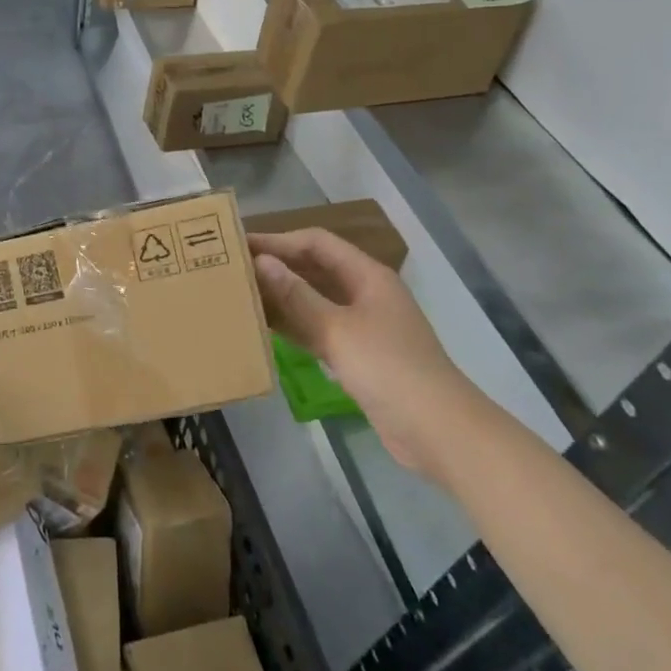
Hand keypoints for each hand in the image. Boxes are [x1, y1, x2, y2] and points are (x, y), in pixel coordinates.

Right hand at [251, 229, 483, 480]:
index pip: (317, 243)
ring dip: (283, 296)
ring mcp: (364, 325)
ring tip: (241, 294)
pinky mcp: (359, 355)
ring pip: (315, 300)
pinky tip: (264, 328)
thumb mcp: (337, 329)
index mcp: (367, 276)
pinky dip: (294, 325)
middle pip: (316, 268)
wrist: (437, 430)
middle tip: (234, 268)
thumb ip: (297, 296)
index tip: (241, 244)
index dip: (279, 240)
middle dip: (278, 266)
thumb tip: (261, 262)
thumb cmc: (388, 369)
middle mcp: (365, 293)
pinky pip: (319, 329)